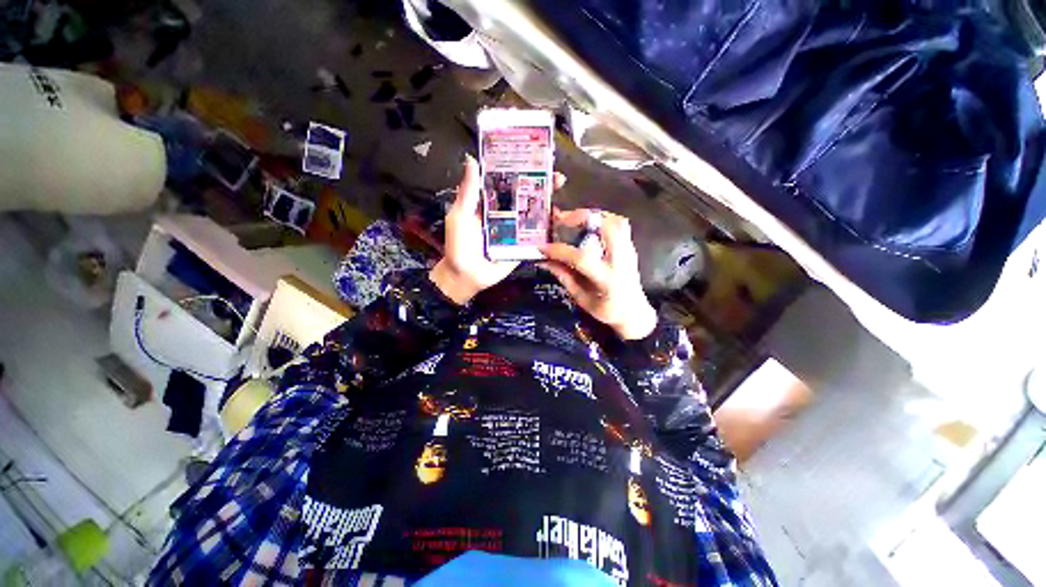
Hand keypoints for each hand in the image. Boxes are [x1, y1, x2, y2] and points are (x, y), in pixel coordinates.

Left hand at [429, 156, 564, 304]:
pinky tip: (562, 224)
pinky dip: (550, 232)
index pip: (510, 181)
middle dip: (544, 187)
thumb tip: (471, 159)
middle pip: (528, 196)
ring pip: (536, 215)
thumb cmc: (459, 245)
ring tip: (563, 202)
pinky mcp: (524, 247)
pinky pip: (538, 238)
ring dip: (551, 208)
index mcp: (492, 203)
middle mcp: (507, 214)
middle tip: (559, 179)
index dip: (524, 170)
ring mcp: (518, 231)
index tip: (540, 159)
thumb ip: (468, 192)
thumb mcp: (460, 215)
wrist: (466, 276)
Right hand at [539, 210, 657, 339]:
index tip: (542, 247)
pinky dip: (603, 219)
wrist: (634, 313)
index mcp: (607, 279)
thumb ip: (565, 277)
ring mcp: (629, 252)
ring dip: (594, 215)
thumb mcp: (582, 299)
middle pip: (607, 228)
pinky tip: (589, 224)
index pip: (581, 258)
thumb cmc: (607, 310)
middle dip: (583, 218)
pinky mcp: (630, 248)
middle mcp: (621, 261)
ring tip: (575, 218)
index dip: (559, 250)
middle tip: (562, 219)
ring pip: (616, 221)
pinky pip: (620, 225)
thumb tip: (545, 261)